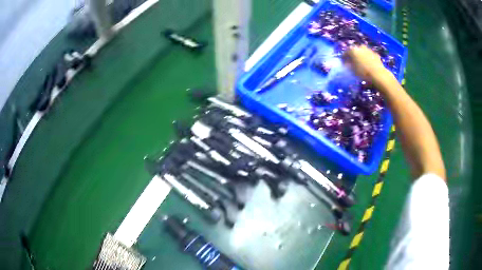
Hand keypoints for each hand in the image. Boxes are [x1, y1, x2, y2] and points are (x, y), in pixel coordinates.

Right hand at [342, 46, 386, 79]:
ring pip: (362, 52)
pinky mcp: (376, 54)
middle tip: (353, 63)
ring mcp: (369, 50)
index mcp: (352, 50)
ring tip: (361, 64)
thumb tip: (346, 63)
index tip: (343, 64)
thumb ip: (348, 65)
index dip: (343, 59)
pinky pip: (369, 56)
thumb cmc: (363, 72)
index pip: (345, 53)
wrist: (378, 74)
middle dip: (353, 56)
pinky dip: (368, 59)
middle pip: (354, 51)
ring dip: (361, 57)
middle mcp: (360, 47)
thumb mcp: (352, 70)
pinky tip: (369, 65)